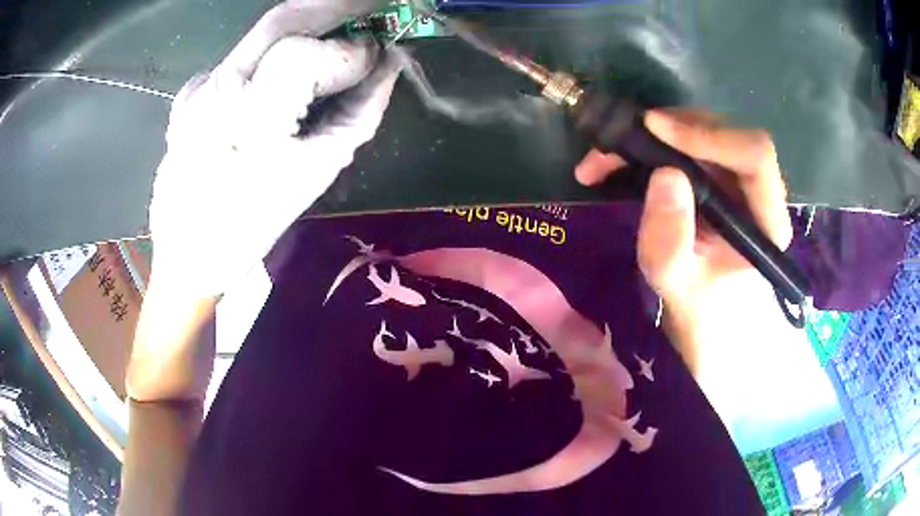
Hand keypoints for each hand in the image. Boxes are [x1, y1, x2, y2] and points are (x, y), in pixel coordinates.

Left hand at [148, 2, 402, 298]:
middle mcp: (216, 93)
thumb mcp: (317, 175)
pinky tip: (278, 76)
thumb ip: (359, 112)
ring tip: (337, 30)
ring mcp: (197, 89)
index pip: (306, 55)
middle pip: (279, 21)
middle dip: (332, 7)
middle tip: (369, 7)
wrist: (187, 256)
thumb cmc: (252, 228)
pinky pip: (239, 58)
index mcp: (250, 123)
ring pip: (260, 34)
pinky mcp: (188, 93)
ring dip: (304, 24)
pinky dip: (269, 54)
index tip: (380, 54)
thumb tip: (388, 67)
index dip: (351, 50)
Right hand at [574, 110, 792, 321]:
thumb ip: (669, 242)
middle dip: (668, 130)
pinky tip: (616, 164)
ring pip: (701, 134)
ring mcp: (737, 184)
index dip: (708, 135)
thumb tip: (664, 174)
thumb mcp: (676, 289)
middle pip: (724, 134)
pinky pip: (686, 148)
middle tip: (617, 144)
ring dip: (651, 137)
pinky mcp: (717, 182)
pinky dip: (648, 148)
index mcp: (766, 222)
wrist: (708, 329)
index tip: (655, 130)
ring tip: (604, 158)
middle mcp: (758, 193)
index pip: (754, 156)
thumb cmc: (700, 317)